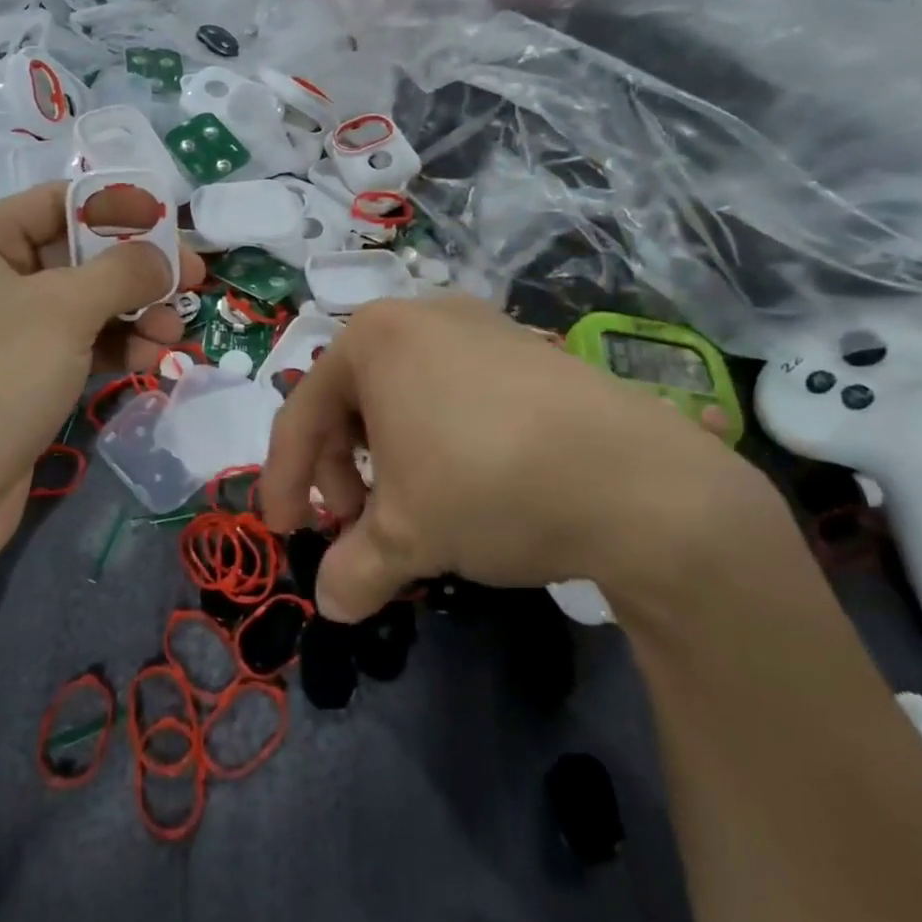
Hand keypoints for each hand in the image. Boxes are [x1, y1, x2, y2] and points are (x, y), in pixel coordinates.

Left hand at [0, 183, 203, 557]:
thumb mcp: (65, 309)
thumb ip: (124, 271)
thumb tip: (166, 258)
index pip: (58, 204)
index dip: (120, 211)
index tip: (173, 229)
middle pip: (76, 257)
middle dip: (135, 274)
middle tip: (191, 285)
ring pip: (82, 305)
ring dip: (134, 315)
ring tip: (173, 335)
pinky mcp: (17, 375)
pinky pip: (75, 345)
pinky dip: (115, 348)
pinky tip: (151, 360)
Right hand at [262, 295, 790, 622]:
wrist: (638, 482)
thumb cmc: (488, 487)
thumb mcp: (407, 538)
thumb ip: (352, 570)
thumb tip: (332, 605)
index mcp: (373, 339)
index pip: (301, 413)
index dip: (283, 479)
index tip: (284, 532)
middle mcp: (421, 316)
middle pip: (350, 400)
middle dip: (342, 469)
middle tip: (357, 525)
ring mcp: (480, 325)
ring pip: (402, 396)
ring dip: (388, 457)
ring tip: (412, 508)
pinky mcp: (526, 348)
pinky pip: (452, 391)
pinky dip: (435, 439)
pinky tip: (463, 482)